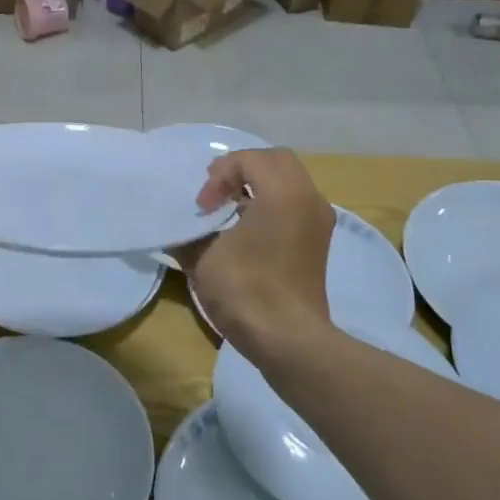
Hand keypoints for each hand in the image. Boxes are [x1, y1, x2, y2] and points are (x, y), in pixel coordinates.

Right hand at [173, 148, 333, 358]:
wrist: (287, 340)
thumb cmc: (245, 291)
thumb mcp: (202, 257)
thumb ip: (188, 231)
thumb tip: (180, 227)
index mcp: (283, 193)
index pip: (248, 159)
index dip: (218, 176)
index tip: (203, 208)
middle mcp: (308, 199)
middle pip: (275, 160)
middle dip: (241, 170)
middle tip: (215, 194)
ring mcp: (318, 221)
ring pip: (288, 180)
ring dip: (257, 186)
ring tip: (228, 210)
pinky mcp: (318, 241)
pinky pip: (295, 202)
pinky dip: (271, 203)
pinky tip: (246, 229)